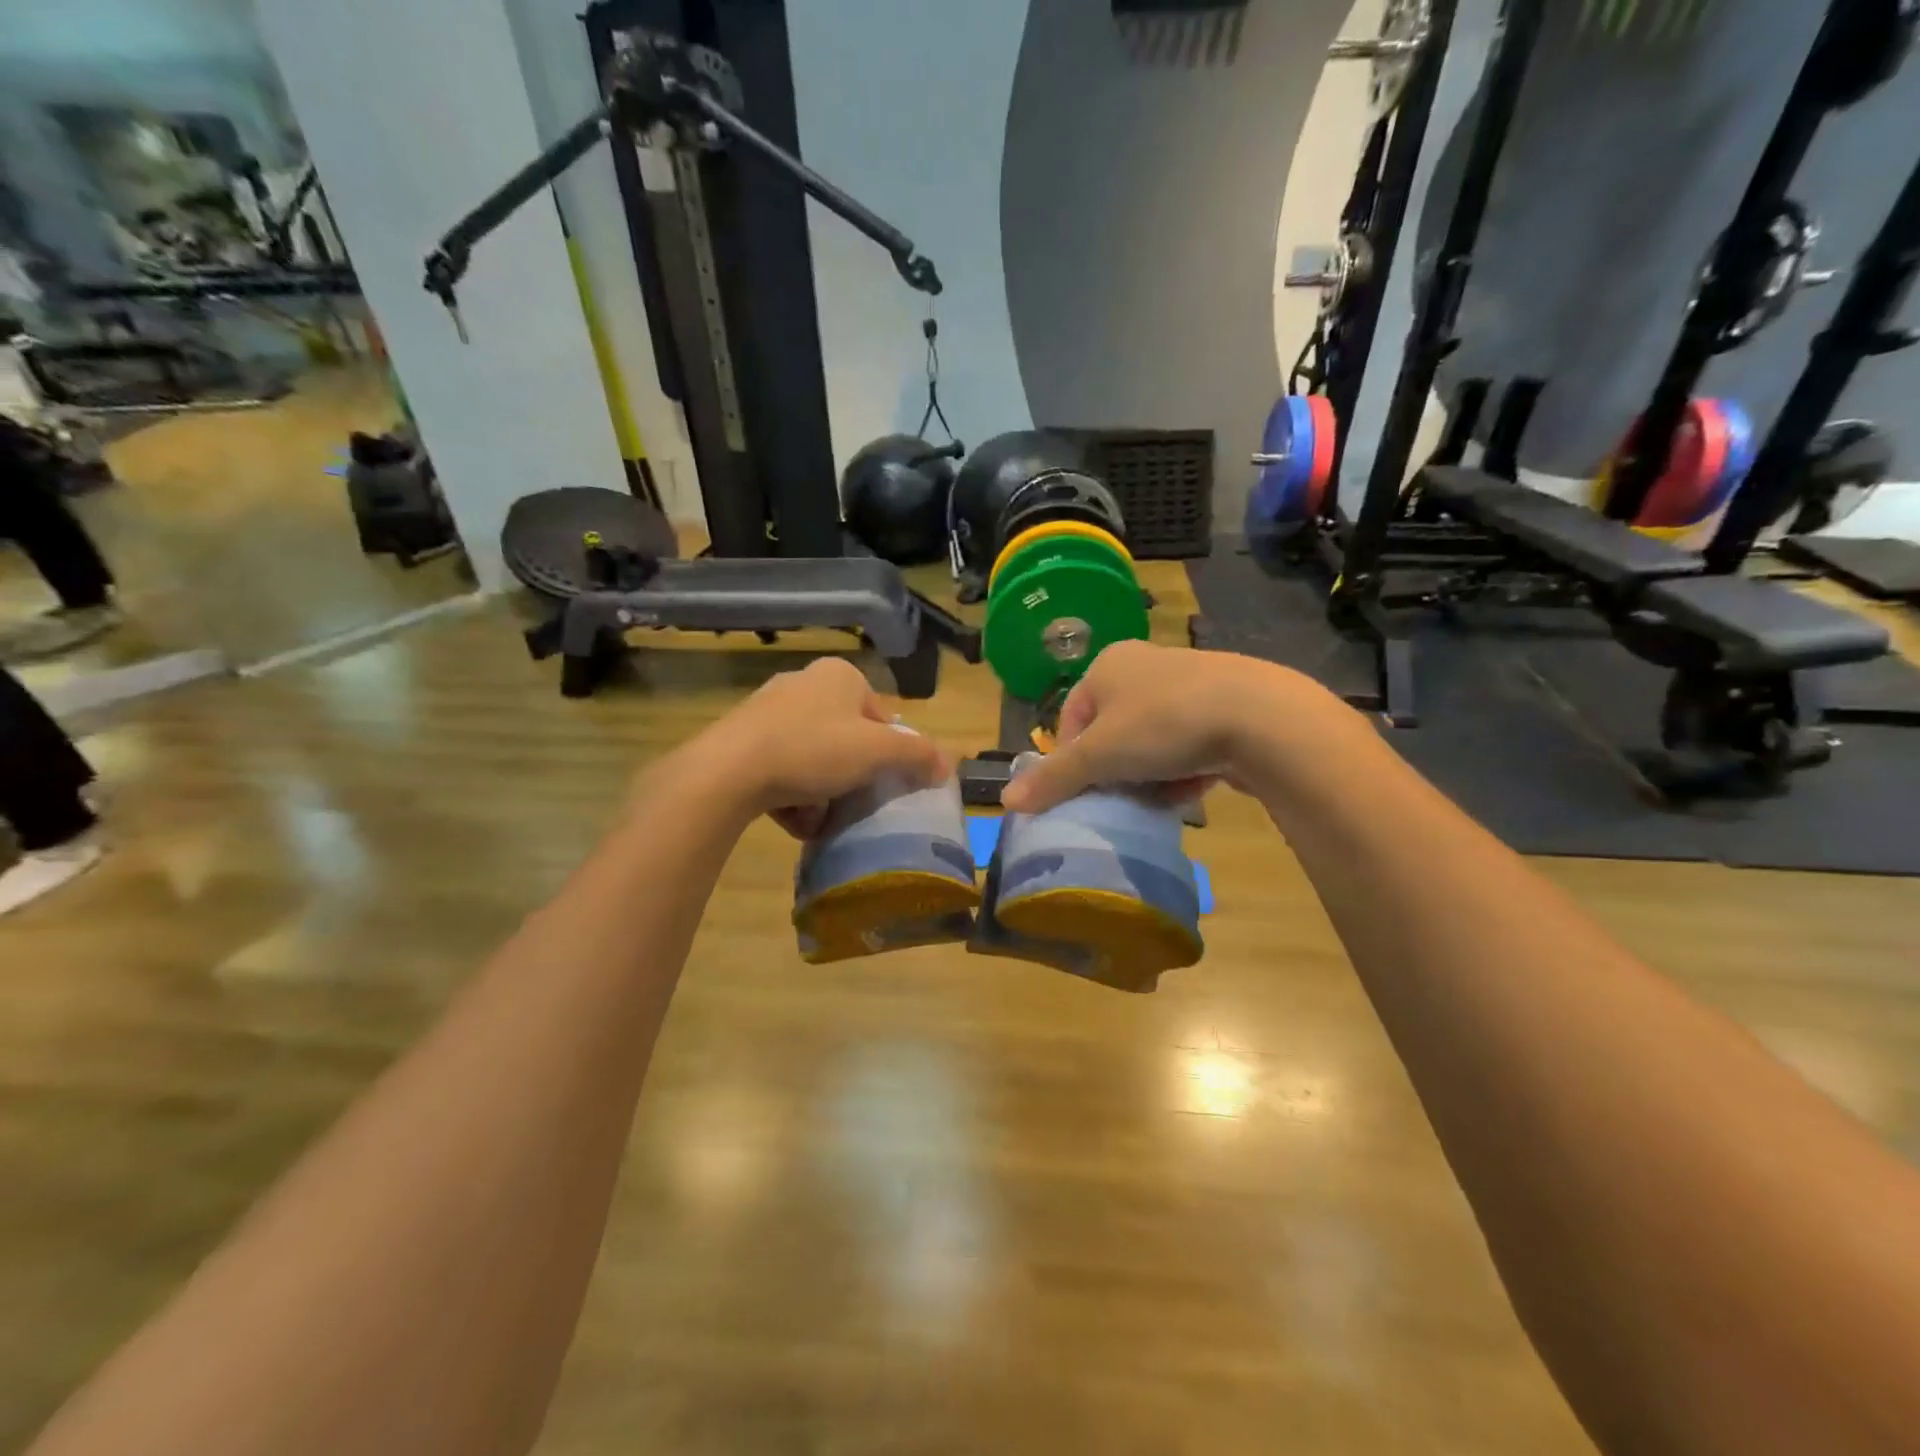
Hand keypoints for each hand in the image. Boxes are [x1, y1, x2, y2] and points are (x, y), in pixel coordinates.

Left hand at [690, 657, 950, 836]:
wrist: (728, 771)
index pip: (880, 716)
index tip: (882, 783)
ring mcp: (768, 710)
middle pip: (846, 739)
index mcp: (839, 676)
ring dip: (822, 792)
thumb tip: (947, 766)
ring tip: (819, 818)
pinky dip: (792, 794)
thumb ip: (918, 756)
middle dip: (851, 776)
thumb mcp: (878, 752)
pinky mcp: (742, 739)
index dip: (887, 753)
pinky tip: (793, 820)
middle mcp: (804, 683)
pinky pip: (782, 768)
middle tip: (852, 803)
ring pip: (813, 757)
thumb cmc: (814, 750)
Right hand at [1000, 641, 1329, 814]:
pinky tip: (1193, 789)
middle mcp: (1146, 665)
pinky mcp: (1226, 704)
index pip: (1072, 718)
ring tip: (1161, 799)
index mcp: (1108, 665)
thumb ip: (1053, 779)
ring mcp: (1190, 682)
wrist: (1261, 716)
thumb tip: (1007, 800)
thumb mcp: (1099, 756)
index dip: (1073, 759)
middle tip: (1123, 798)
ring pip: (1152, 740)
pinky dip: (1184, 769)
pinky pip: (1189, 742)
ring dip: (1150, 775)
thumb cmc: (1163, 724)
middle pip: (1113, 732)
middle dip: (1116, 770)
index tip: (1087, 790)